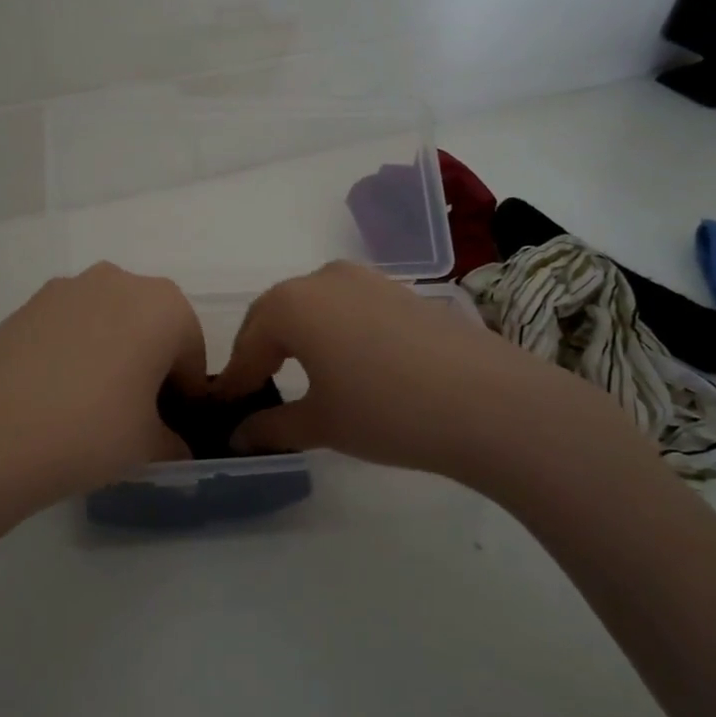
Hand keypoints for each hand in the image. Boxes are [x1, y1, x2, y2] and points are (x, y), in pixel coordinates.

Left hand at [0, 263, 204, 515]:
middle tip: (136, 415)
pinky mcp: (26, 304)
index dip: (187, 395)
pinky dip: (74, 352)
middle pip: (151, 327)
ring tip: (90, 405)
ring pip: (109, 322)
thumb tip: (174, 446)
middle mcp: (119, 281)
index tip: (173, 427)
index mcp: (164, 306)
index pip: (192, 353)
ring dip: (112, 355)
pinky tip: (54, 395)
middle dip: (151, 366)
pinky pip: (69, 327)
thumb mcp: (149, 447)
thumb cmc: (89, 431)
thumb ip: (174, 442)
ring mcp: (66, 288)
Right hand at [214, 260, 644, 484]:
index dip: (236, 379)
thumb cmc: (386, 411)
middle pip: (276, 314)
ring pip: (313, 306)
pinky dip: (333, 330)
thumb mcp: (321, 424)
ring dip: (297, 337)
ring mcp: (366, 278)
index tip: (227, 409)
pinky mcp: (400, 290)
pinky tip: (348, 364)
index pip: (249, 343)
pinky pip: (347, 306)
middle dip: (262, 352)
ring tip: (302, 376)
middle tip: (259, 391)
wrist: (488, 401)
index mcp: (291, 304)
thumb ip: (270, 427)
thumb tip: (237, 438)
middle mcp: (322, 278)